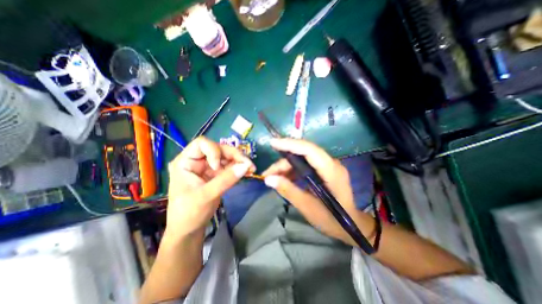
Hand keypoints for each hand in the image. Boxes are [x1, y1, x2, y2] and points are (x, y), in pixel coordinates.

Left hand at [166, 137, 255, 239]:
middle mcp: (198, 161)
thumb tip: (246, 166)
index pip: (202, 144)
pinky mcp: (217, 174)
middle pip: (218, 149)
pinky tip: (248, 171)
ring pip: (227, 156)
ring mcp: (209, 167)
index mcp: (186, 162)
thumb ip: (225, 180)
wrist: (189, 230)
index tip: (218, 167)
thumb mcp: (206, 196)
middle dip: (234, 155)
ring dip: (240, 161)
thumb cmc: (188, 214)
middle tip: (248, 164)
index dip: (214, 151)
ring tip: (251, 168)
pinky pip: (230, 166)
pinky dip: (239, 168)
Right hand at [260, 138, 375, 246]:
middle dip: (283, 161)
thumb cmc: (332, 219)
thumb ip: (288, 190)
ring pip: (302, 158)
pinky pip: (305, 165)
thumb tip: (268, 179)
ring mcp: (328, 165)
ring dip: (286, 166)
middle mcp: (331, 163)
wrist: (350, 224)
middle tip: (268, 173)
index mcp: (331, 171)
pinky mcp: (324, 170)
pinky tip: (284, 178)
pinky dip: (292, 170)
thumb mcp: (307, 207)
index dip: (290, 144)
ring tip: (272, 178)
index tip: (272, 143)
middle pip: (303, 153)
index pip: (309, 150)